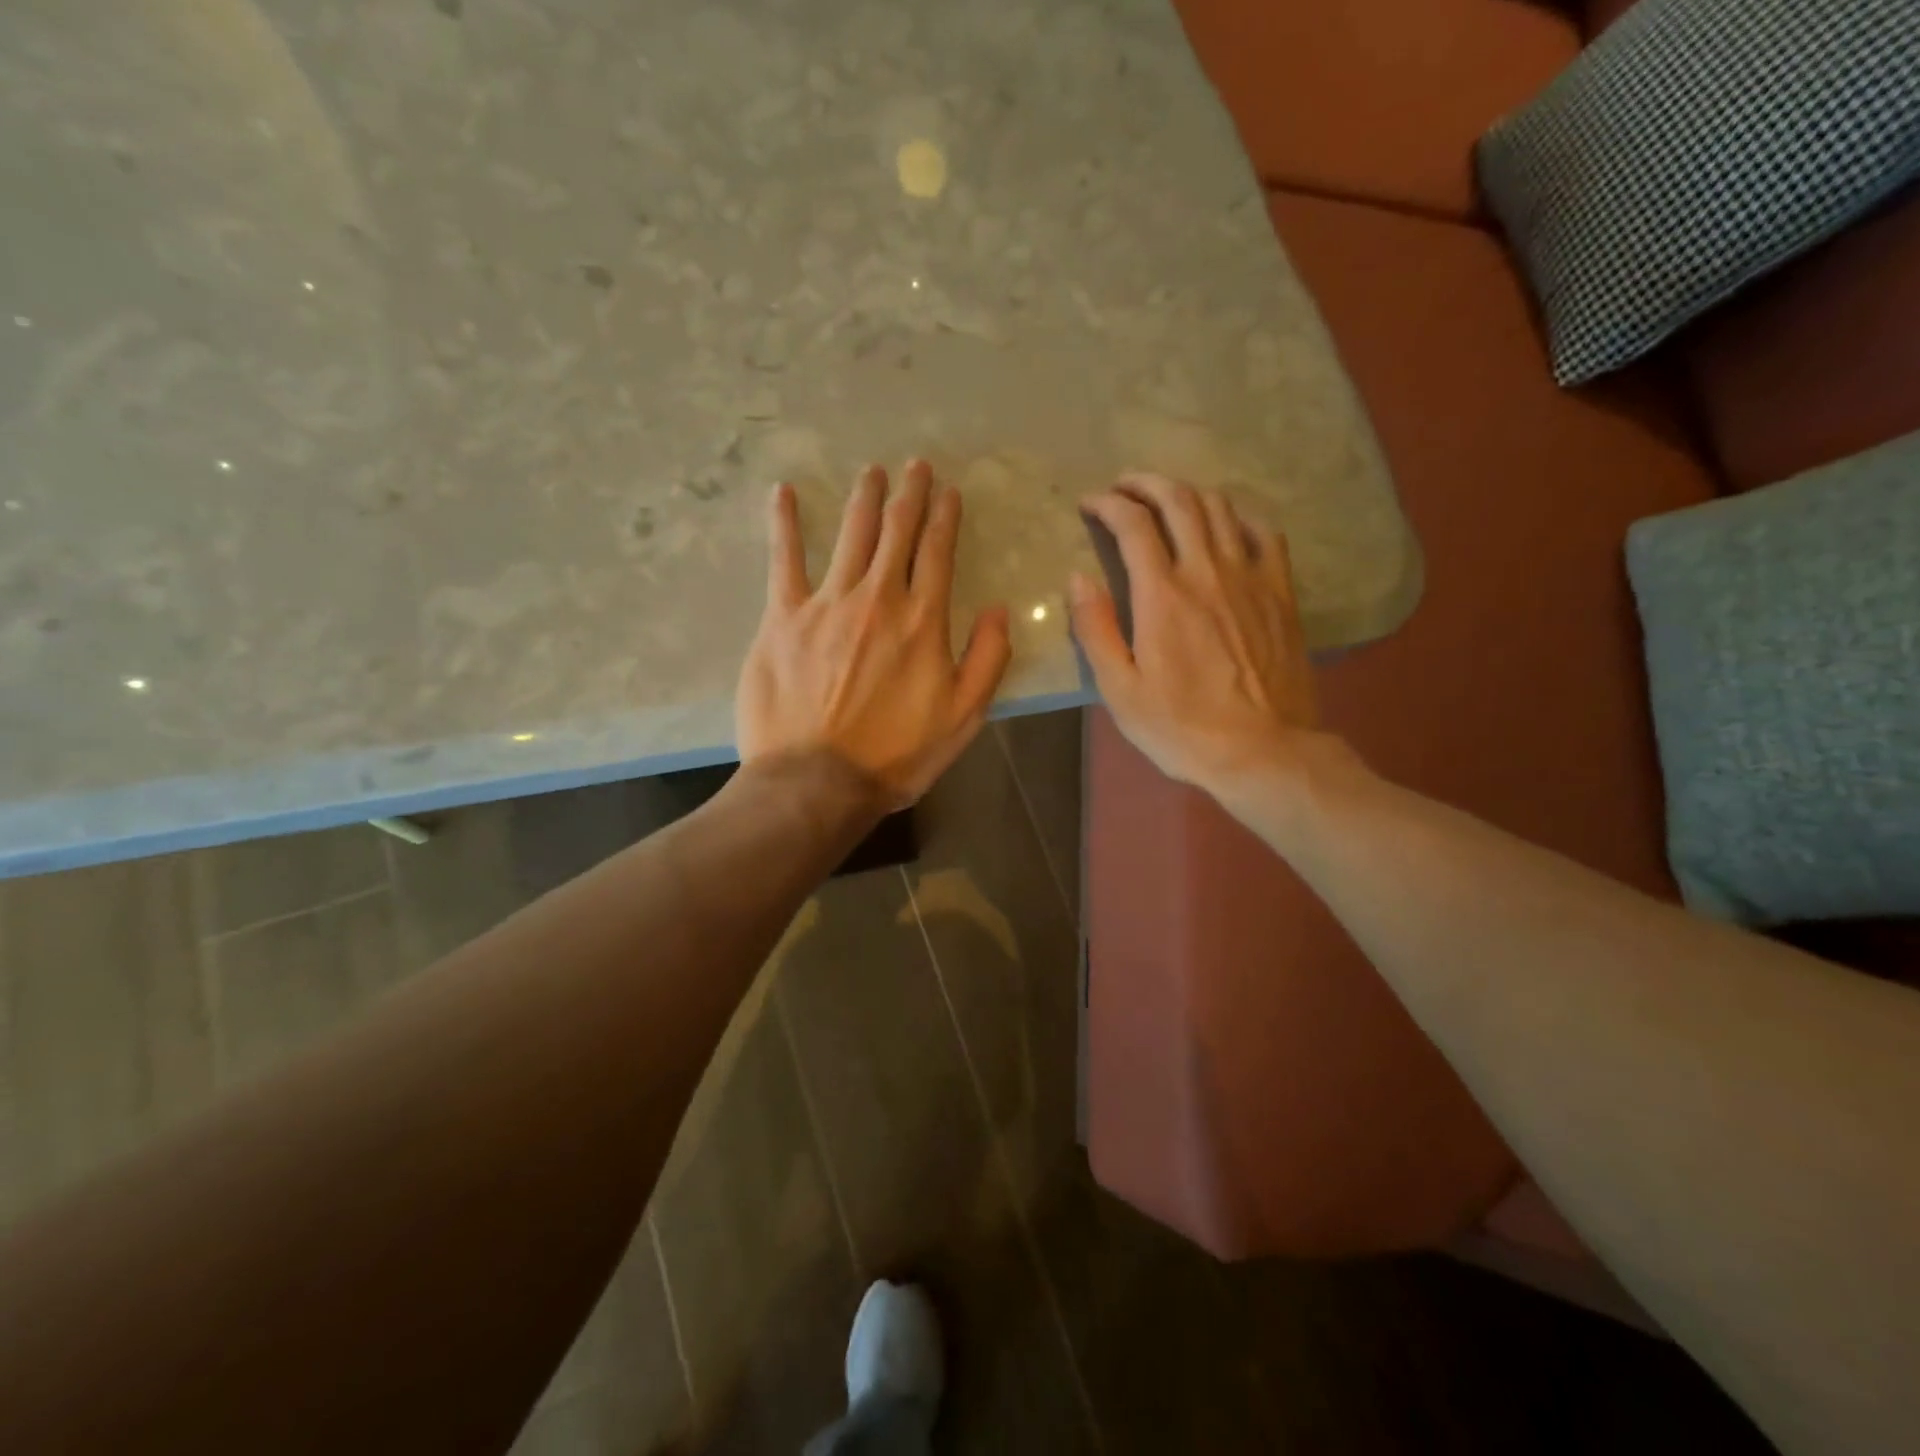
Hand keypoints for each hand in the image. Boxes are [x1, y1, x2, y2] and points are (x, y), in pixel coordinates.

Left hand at [737, 460, 1012, 807]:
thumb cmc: (896, 755)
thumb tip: (999, 608)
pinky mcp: (782, 618)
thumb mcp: (964, 717)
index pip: (938, 553)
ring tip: (872, 472)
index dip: (946, 517)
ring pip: (850, 535)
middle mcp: (877, 598)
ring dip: (864, 499)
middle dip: (909, 495)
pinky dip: (784, 524)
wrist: (818, 781)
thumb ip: (988, 659)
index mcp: (923, 621)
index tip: (949, 491)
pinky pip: (783, 560)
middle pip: (896, 532)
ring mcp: (826, 603)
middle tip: (914, 467)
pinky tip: (782, 494)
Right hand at [1070, 473, 1321, 794]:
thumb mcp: (1120, 689)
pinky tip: (1226, 522)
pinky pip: (1265, 532)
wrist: (1263, 750)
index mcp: (1162, 595)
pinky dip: (1239, 515)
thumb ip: (1095, 629)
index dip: (1107, 504)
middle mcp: (1207, 571)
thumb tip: (1077, 577)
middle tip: (1123, 486)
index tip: (1089, 504)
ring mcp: (1250, 577)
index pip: (1132, 525)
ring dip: (1187, 492)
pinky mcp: (1280, 592)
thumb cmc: (1181, 727)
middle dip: (1145, 483)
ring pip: (1220, 508)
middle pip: (1178, 500)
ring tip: (1166, 498)